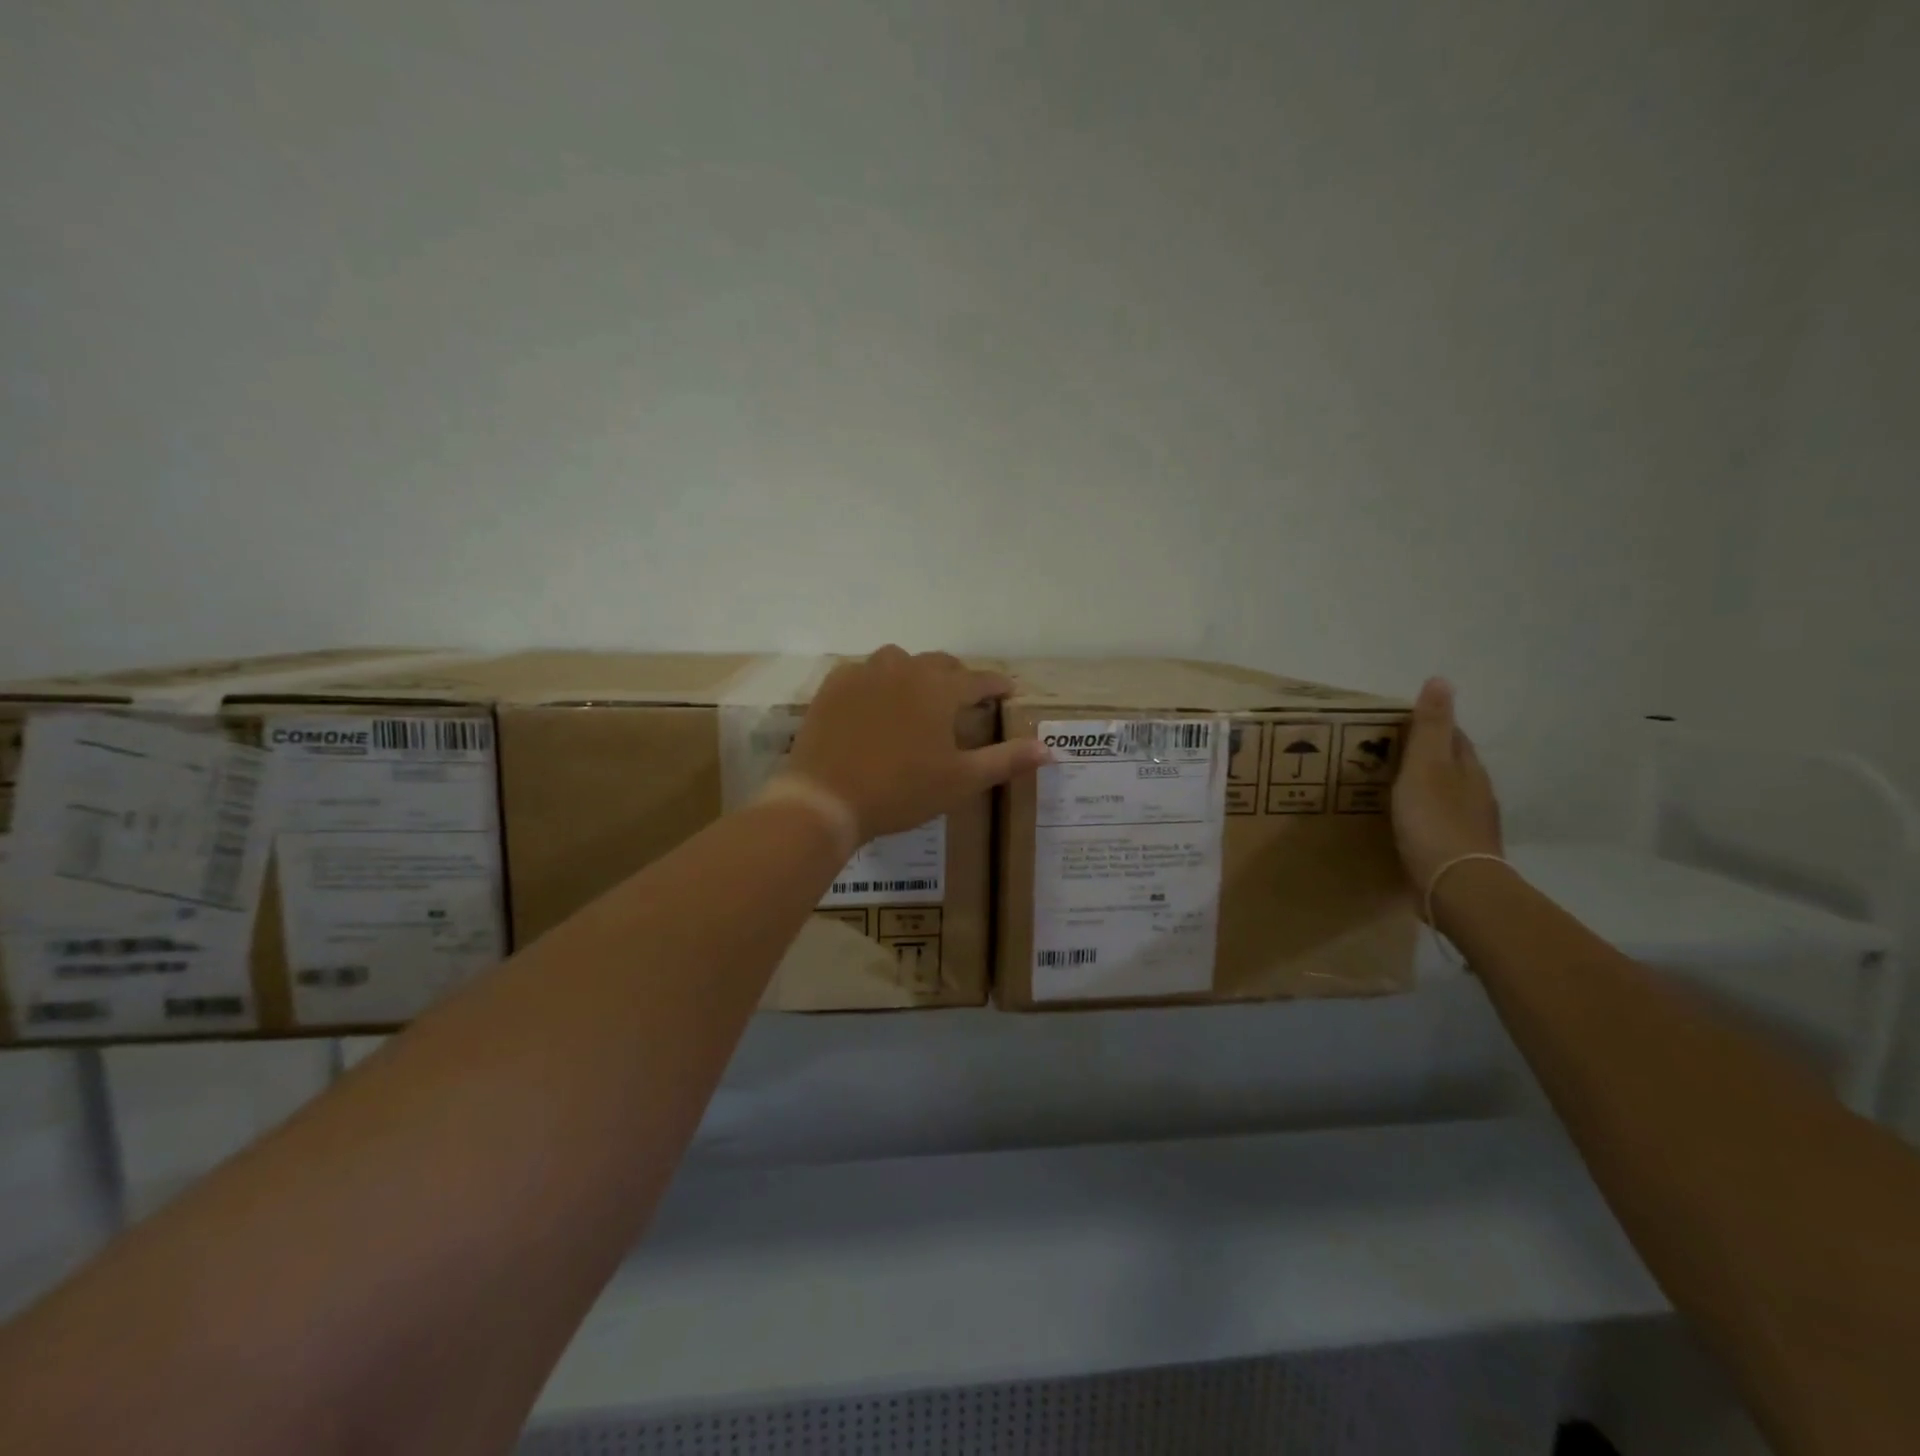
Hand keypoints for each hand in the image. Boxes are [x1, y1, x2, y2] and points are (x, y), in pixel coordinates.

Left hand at [787, 646, 1049, 839]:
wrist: (825, 798)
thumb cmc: (901, 791)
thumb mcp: (961, 780)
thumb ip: (1006, 760)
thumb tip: (1050, 749)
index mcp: (939, 689)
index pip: (978, 679)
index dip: (996, 685)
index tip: (1007, 691)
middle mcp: (904, 669)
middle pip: (940, 664)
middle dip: (957, 677)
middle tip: (965, 697)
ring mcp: (864, 673)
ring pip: (899, 661)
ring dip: (916, 674)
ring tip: (918, 697)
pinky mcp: (834, 686)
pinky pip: (864, 671)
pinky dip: (877, 682)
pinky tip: (875, 703)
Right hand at [1391, 677, 1503, 896]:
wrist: (1455, 885)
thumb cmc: (1434, 820)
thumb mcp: (1425, 766)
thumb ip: (1430, 726)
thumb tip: (1441, 679)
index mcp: (1469, 769)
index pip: (1453, 737)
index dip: (1430, 727)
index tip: (1398, 725)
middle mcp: (1476, 794)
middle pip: (1452, 766)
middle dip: (1426, 758)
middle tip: (1387, 755)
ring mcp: (1471, 825)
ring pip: (1446, 796)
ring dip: (1424, 789)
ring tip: (1390, 789)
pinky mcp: (1459, 852)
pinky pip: (1439, 824)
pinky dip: (1423, 818)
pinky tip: (1406, 825)